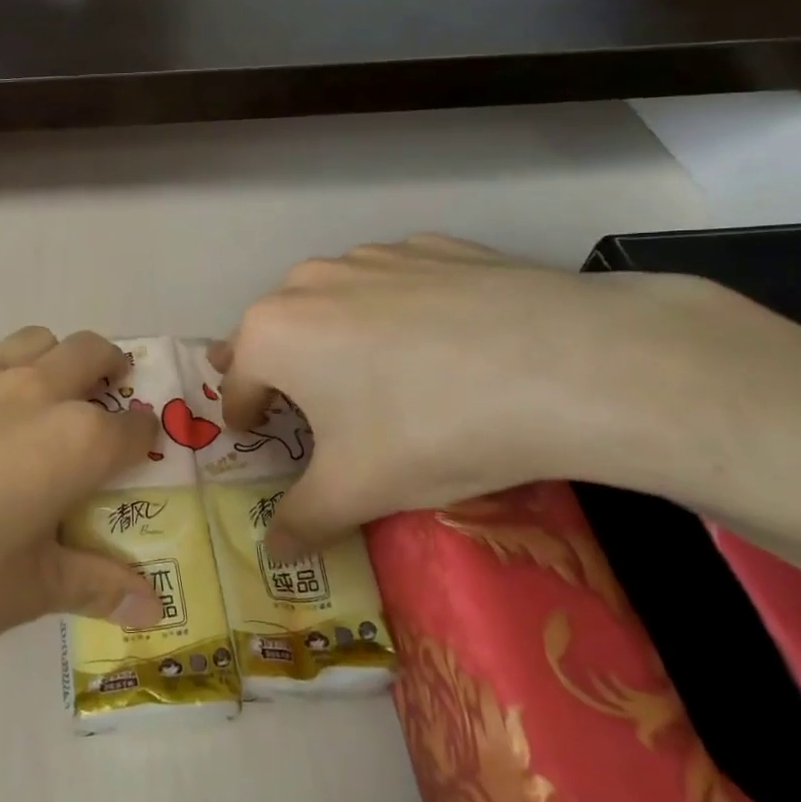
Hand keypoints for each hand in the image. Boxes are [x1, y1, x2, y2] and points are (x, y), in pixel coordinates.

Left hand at [0, 327, 158, 739]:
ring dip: (52, 361)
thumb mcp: (24, 591)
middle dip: (109, 368)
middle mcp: (31, 393)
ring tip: (38, 404)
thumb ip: (94, 586)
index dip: (143, 437)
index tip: (139, 451)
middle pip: (90, 351)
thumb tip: (152, 612)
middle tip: (103, 401)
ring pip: (32, 341)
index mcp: (74, 441)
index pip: (132, 425)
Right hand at [215, 234, 757, 555]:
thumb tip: (275, 555)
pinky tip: (439, 340)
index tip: (262, 439)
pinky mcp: (430, 246)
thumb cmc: (429, 429)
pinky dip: (395, 309)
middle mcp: (307, 282)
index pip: (236, 385)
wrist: (564, 364)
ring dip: (335, 336)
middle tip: (308, 407)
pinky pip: (392, 282)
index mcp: (271, 333)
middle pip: (276, 334)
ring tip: (378, 374)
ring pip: (332, 302)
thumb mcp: (357, 491)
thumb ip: (302, 522)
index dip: (246, 419)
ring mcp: (371, 256)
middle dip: (282, 371)